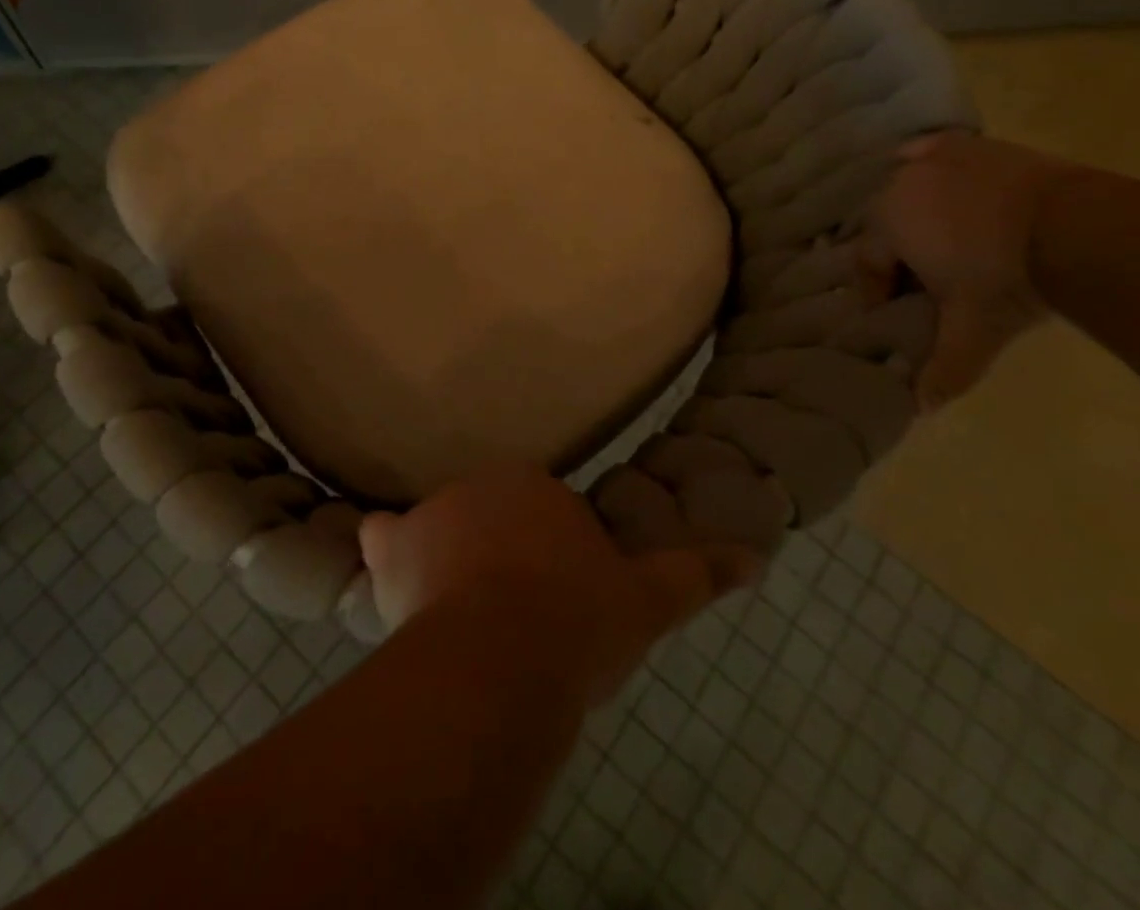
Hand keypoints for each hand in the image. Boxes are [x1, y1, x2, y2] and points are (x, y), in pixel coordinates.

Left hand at [360, 467, 757, 704]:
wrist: (506, 654)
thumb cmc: (579, 620)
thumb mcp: (646, 600)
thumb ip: (697, 573)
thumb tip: (756, 557)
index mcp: (535, 485)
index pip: (538, 507)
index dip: (547, 552)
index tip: (555, 597)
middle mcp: (480, 484)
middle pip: (487, 516)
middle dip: (499, 554)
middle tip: (513, 615)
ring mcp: (434, 511)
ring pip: (440, 529)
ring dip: (447, 557)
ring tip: (463, 612)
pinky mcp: (395, 545)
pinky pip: (383, 536)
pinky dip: (387, 552)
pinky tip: (391, 574)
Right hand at [860, 132, 1080, 411]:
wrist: (1078, 228)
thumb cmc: (1008, 279)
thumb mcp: (973, 328)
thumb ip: (944, 367)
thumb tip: (920, 410)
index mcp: (887, 226)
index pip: (867, 262)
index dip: (877, 290)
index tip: (894, 310)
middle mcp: (898, 186)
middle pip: (884, 224)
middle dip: (897, 252)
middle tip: (923, 279)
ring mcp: (935, 160)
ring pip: (906, 188)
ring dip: (915, 213)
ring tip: (942, 238)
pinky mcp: (970, 146)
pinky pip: (931, 152)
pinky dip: (928, 163)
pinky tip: (940, 176)